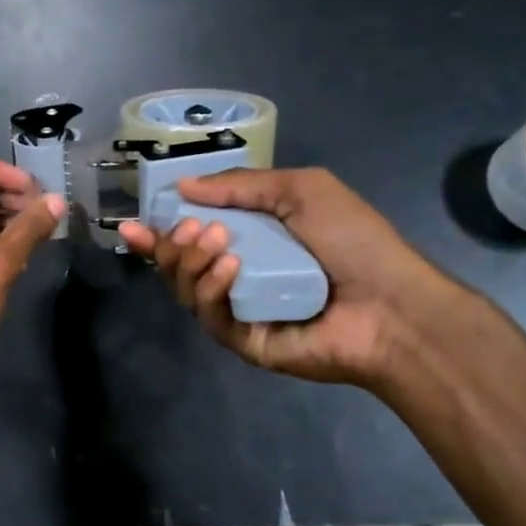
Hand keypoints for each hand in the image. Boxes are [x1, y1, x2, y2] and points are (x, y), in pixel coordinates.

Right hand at [119, 167, 456, 386]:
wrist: (393, 304)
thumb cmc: (354, 241)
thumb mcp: (301, 190)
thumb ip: (241, 185)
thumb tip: (184, 185)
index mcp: (252, 241)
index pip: (193, 236)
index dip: (160, 230)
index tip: (132, 224)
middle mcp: (238, 275)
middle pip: (180, 264)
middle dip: (173, 243)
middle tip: (191, 227)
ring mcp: (238, 310)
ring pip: (186, 288)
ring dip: (190, 260)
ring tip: (215, 241)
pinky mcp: (241, 340)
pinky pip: (208, 315)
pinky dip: (210, 288)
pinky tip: (230, 268)